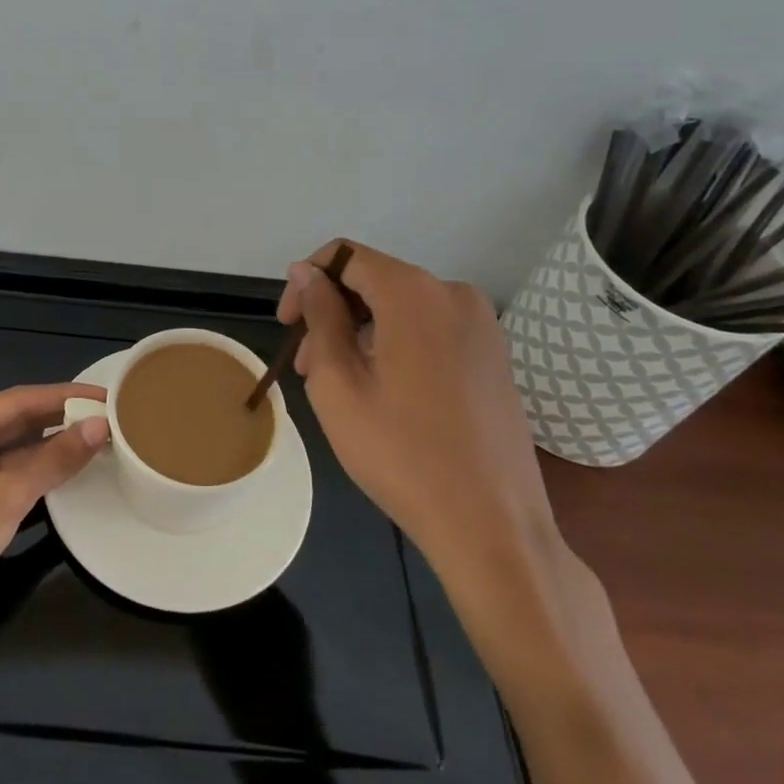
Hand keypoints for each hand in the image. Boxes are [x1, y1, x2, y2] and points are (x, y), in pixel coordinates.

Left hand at [0, 384, 109, 663]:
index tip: (103, 394)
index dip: (64, 396)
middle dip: (60, 420)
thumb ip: (55, 459)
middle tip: (108, 416)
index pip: (18, 400)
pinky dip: (40, 473)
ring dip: (53, 447)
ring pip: (16, 451)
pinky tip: (70, 471)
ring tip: (98, 439)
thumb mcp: (7, 495)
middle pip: (17, 422)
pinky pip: (11, 476)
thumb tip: (100, 426)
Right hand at [278, 240, 560, 595]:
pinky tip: (385, 393)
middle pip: (375, 281)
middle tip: (307, 367)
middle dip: (332, 313)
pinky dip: (397, 345)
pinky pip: (431, 330)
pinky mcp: (495, 356)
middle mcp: (454, 294)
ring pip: (401, 308)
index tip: (288, 325)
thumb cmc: (401, 453)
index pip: (344, 256)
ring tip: (341, 386)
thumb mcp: (338, 382)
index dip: (306, 282)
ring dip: (361, 333)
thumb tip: (307, 272)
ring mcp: (482, 326)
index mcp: (414, 292)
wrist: (493, 527)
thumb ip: (320, 314)